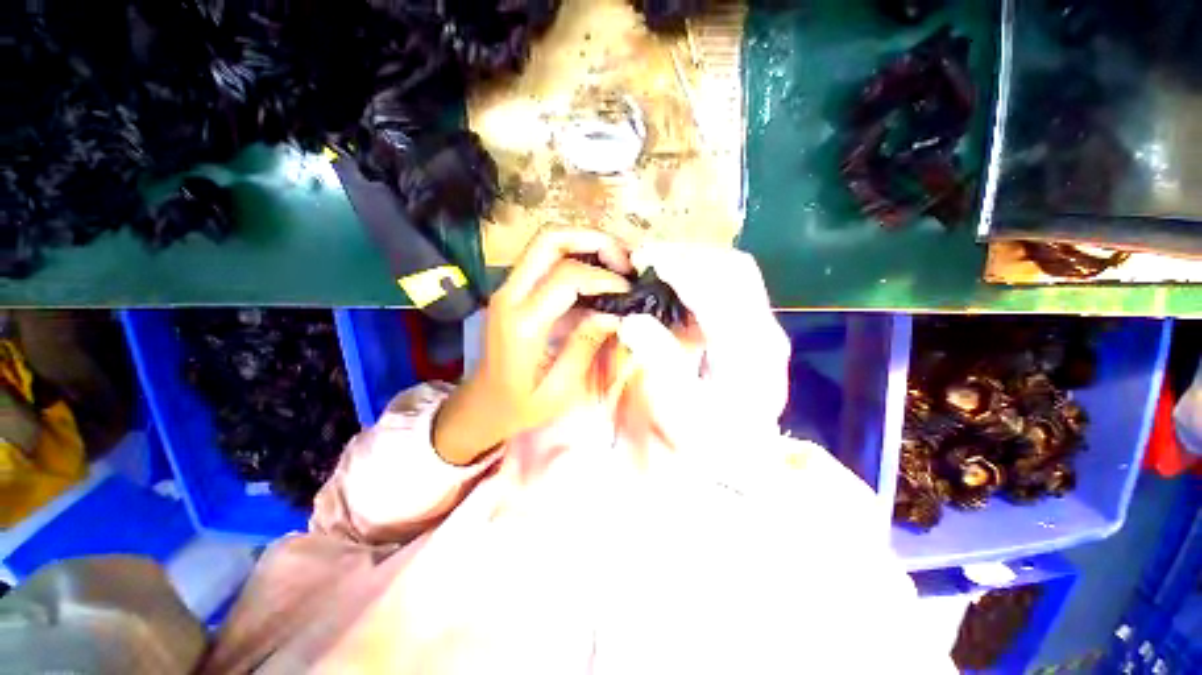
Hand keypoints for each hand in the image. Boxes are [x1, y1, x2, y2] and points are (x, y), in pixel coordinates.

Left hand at [433, 230, 632, 464]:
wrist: (482, 404)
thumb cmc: (520, 405)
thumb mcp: (559, 388)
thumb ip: (586, 347)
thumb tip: (615, 314)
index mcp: (522, 323)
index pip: (566, 276)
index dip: (604, 277)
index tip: (628, 290)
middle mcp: (510, 295)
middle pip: (549, 239)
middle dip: (593, 239)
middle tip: (625, 259)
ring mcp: (508, 288)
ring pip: (546, 242)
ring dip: (585, 243)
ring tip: (617, 262)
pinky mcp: (514, 290)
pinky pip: (546, 258)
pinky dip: (576, 256)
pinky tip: (598, 275)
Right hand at [616, 244, 788, 450]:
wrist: (738, 455)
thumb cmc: (707, 438)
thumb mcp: (680, 409)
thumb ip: (660, 361)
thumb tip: (632, 321)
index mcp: (751, 350)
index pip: (719, 289)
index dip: (680, 267)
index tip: (643, 259)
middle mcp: (765, 330)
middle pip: (734, 269)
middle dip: (687, 255)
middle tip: (646, 258)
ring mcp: (762, 326)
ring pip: (734, 272)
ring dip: (693, 261)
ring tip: (656, 265)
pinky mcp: (751, 327)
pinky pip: (729, 286)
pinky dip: (699, 276)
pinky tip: (674, 283)